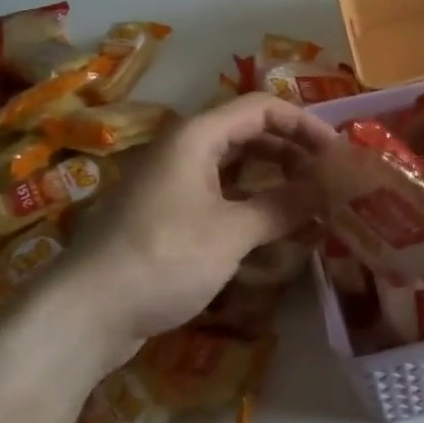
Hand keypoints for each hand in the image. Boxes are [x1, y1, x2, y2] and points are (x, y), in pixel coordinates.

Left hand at [59, 93, 336, 366]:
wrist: (84, 313)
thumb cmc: (163, 258)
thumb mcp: (232, 231)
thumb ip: (285, 205)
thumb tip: (332, 187)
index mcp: (197, 137)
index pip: (262, 108)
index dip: (305, 125)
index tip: (338, 154)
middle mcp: (185, 152)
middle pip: (251, 137)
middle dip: (293, 156)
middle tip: (330, 183)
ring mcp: (174, 186)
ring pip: (237, 172)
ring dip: (275, 186)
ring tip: (313, 210)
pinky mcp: (169, 219)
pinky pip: (221, 201)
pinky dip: (251, 212)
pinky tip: (276, 238)